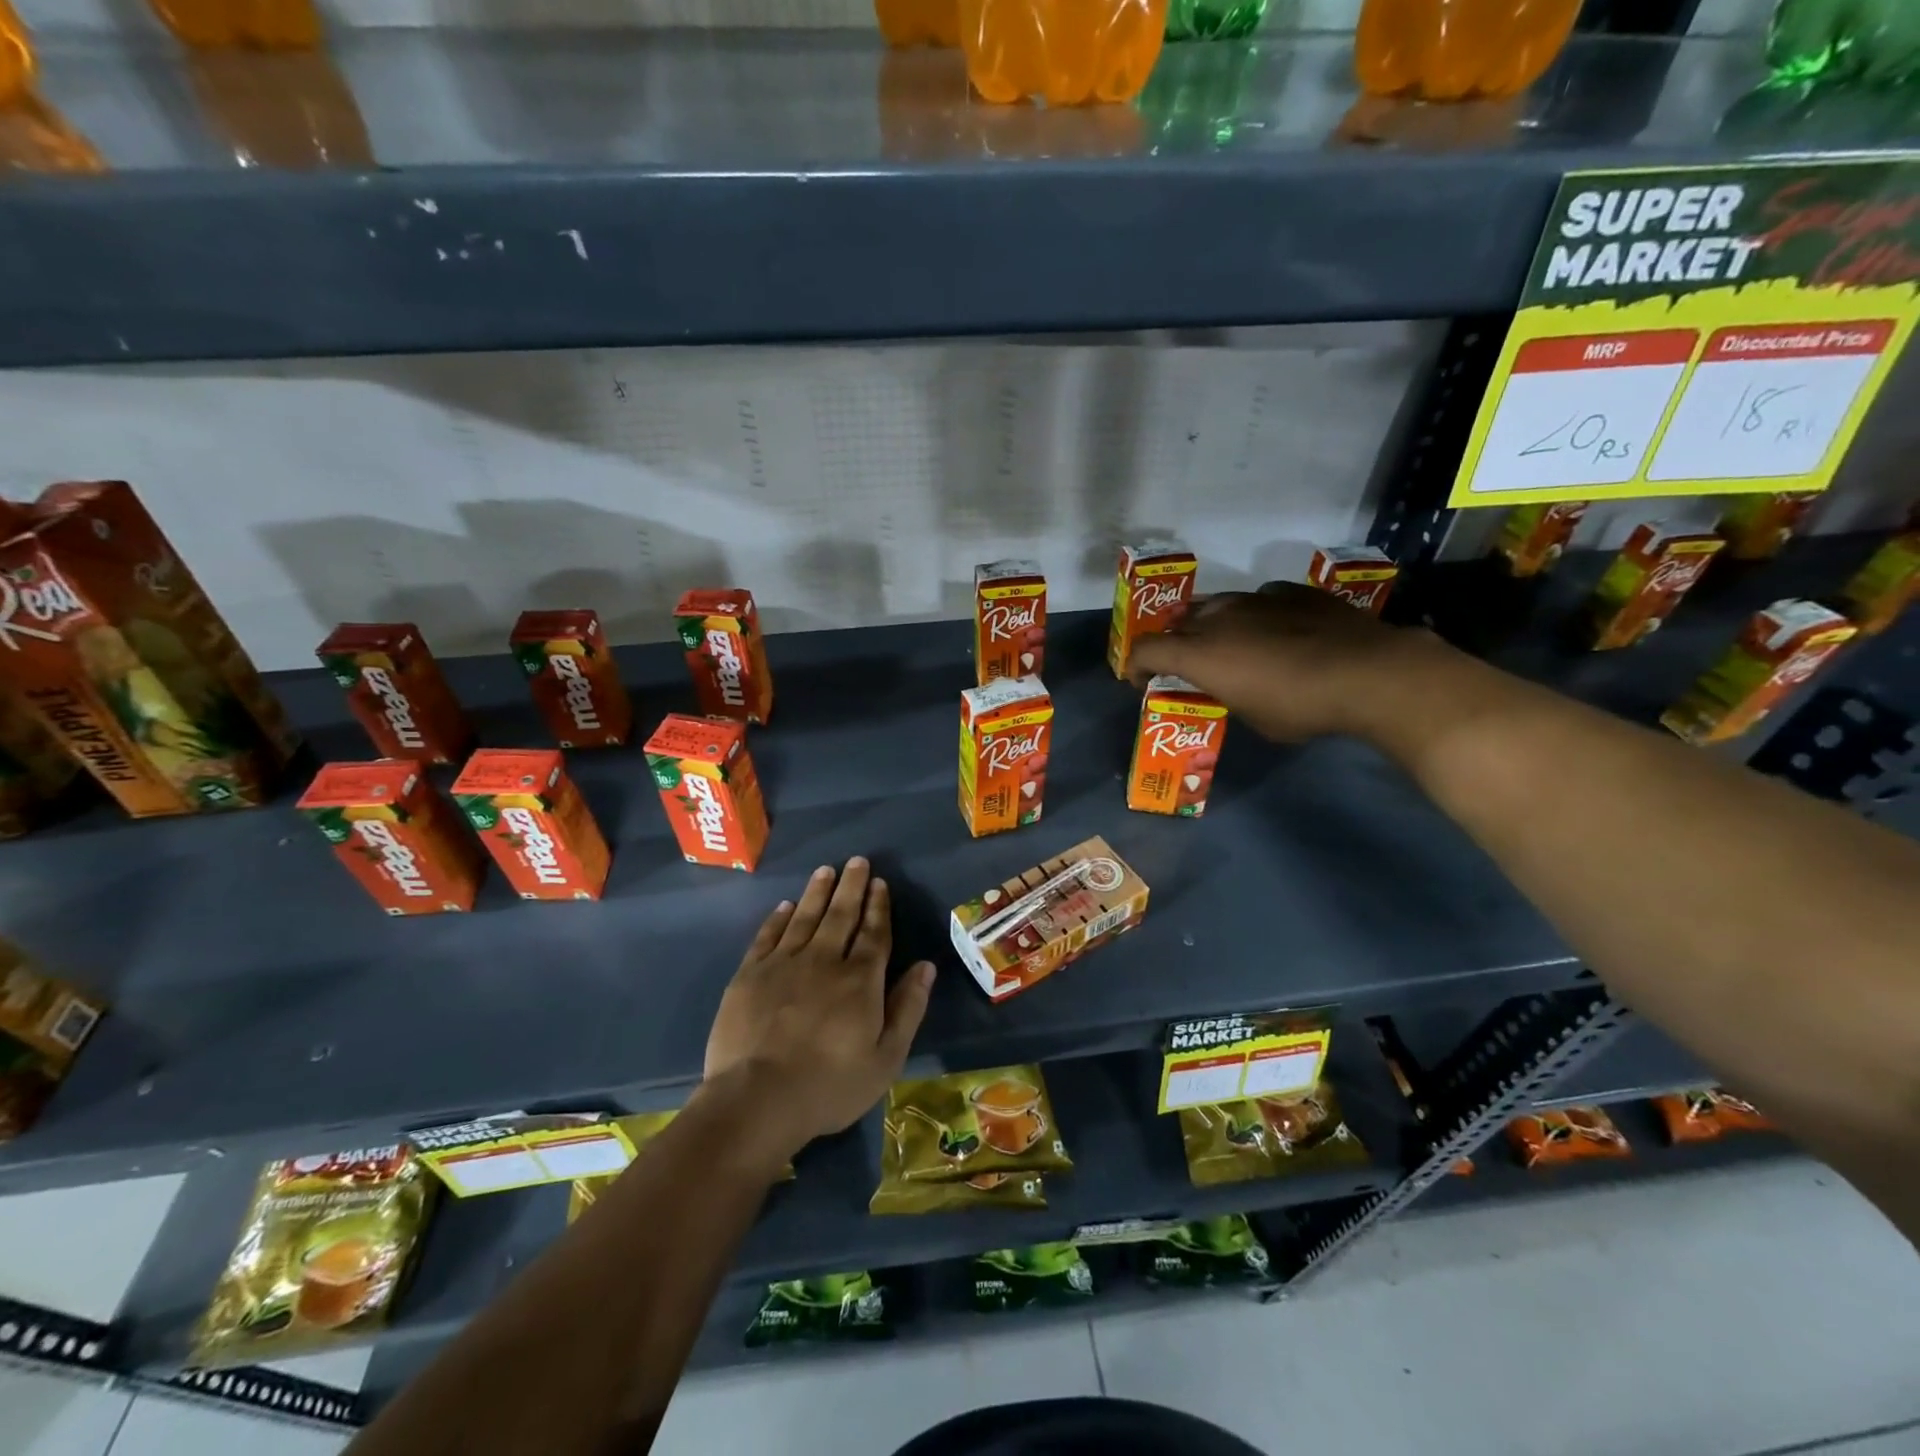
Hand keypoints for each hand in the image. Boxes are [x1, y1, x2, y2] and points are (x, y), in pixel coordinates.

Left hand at [702, 857, 933, 1165]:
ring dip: (817, 892)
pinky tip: (785, 906)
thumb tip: (926, 967)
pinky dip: (778, 918)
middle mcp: (824, 960)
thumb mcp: (885, 1059)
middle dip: (851, 886)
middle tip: (857, 861)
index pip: (874, 933)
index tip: (880, 883)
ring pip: (805, 917)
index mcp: (860, 980)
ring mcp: (784, 964)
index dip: (878, 907)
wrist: (757, 1100)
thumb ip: (907, 1009)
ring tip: (826, 870)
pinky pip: (768, 936)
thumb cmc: (829, 1086)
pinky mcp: (750, 974)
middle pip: (841, 915)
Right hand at [1127, 582, 1459, 742]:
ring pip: (1216, 605)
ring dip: (1211, 625)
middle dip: (1174, 643)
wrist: (1369, 672)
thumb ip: (1228, 694)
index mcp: (1200, 652)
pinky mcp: (1292, 592)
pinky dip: (1254, 615)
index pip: (1146, 650)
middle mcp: (1219, 617)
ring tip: (1228, 644)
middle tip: (1186, 664)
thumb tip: (1231, 686)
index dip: (1135, 666)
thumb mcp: (1252, 717)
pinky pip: (1258, 599)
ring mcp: (1256, 598)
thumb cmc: (1300, 706)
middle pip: (1177, 623)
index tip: (1141, 681)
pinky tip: (1275, 630)